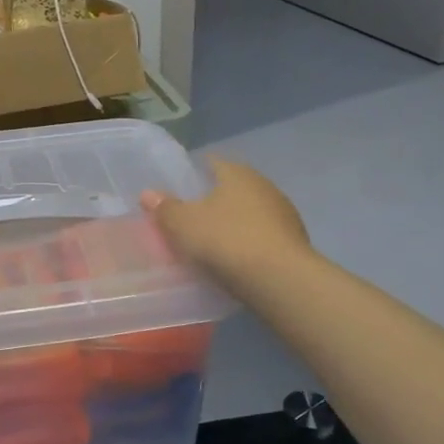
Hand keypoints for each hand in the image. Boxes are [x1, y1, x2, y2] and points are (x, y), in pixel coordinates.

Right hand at [141, 156, 311, 292]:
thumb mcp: (183, 224)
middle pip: (233, 188)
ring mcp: (284, 215)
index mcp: (238, 173)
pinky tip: (235, 261)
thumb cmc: (226, 240)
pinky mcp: (294, 244)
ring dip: (233, 224)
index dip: (194, 172)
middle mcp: (265, 186)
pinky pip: (262, 238)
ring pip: (250, 214)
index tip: (178, 188)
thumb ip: (165, 208)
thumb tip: (148, 193)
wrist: (280, 281)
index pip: (213, 163)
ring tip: (211, 242)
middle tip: (190, 217)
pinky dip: (248, 244)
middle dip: (213, 200)